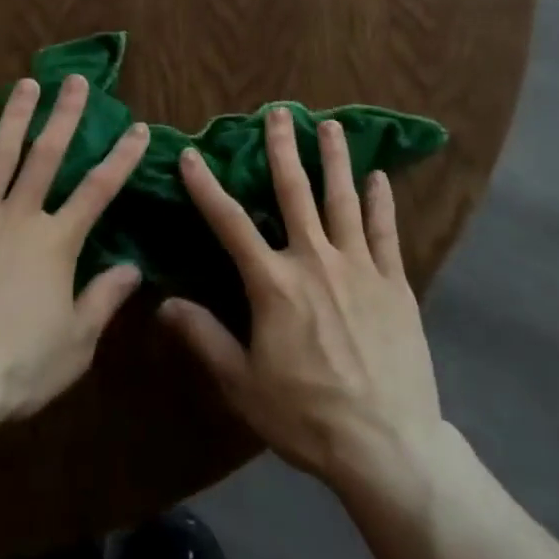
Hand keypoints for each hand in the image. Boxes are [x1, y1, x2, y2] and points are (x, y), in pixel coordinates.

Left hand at [0, 74, 148, 425]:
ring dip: (17, 115)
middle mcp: (21, 216)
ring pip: (2, 153)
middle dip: (65, 114)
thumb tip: (134, 267)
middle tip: (75, 80)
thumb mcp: (74, 344)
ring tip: (27, 83)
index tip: (138, 127)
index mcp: (57, 243)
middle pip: (48, 155)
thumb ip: (104, 300)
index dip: (122, 157)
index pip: (99, 189)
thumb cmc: (15, 368)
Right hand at [159, 108, 446, 499]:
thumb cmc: (308, 416)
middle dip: (283, 148)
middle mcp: (315, 260)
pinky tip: (379, 176)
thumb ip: (204, 337)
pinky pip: (386, 232)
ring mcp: (359, 267)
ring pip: (343, 200)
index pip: (230, 223)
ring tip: (331, 125)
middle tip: (278, 112)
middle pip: (295, 192)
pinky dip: (381, 201)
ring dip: (335, 159)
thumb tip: (164, 302)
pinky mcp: (394, 283)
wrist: (387, 446)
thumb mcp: (244, 384)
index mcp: (274, 283)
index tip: (191, 155)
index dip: (206, 187)